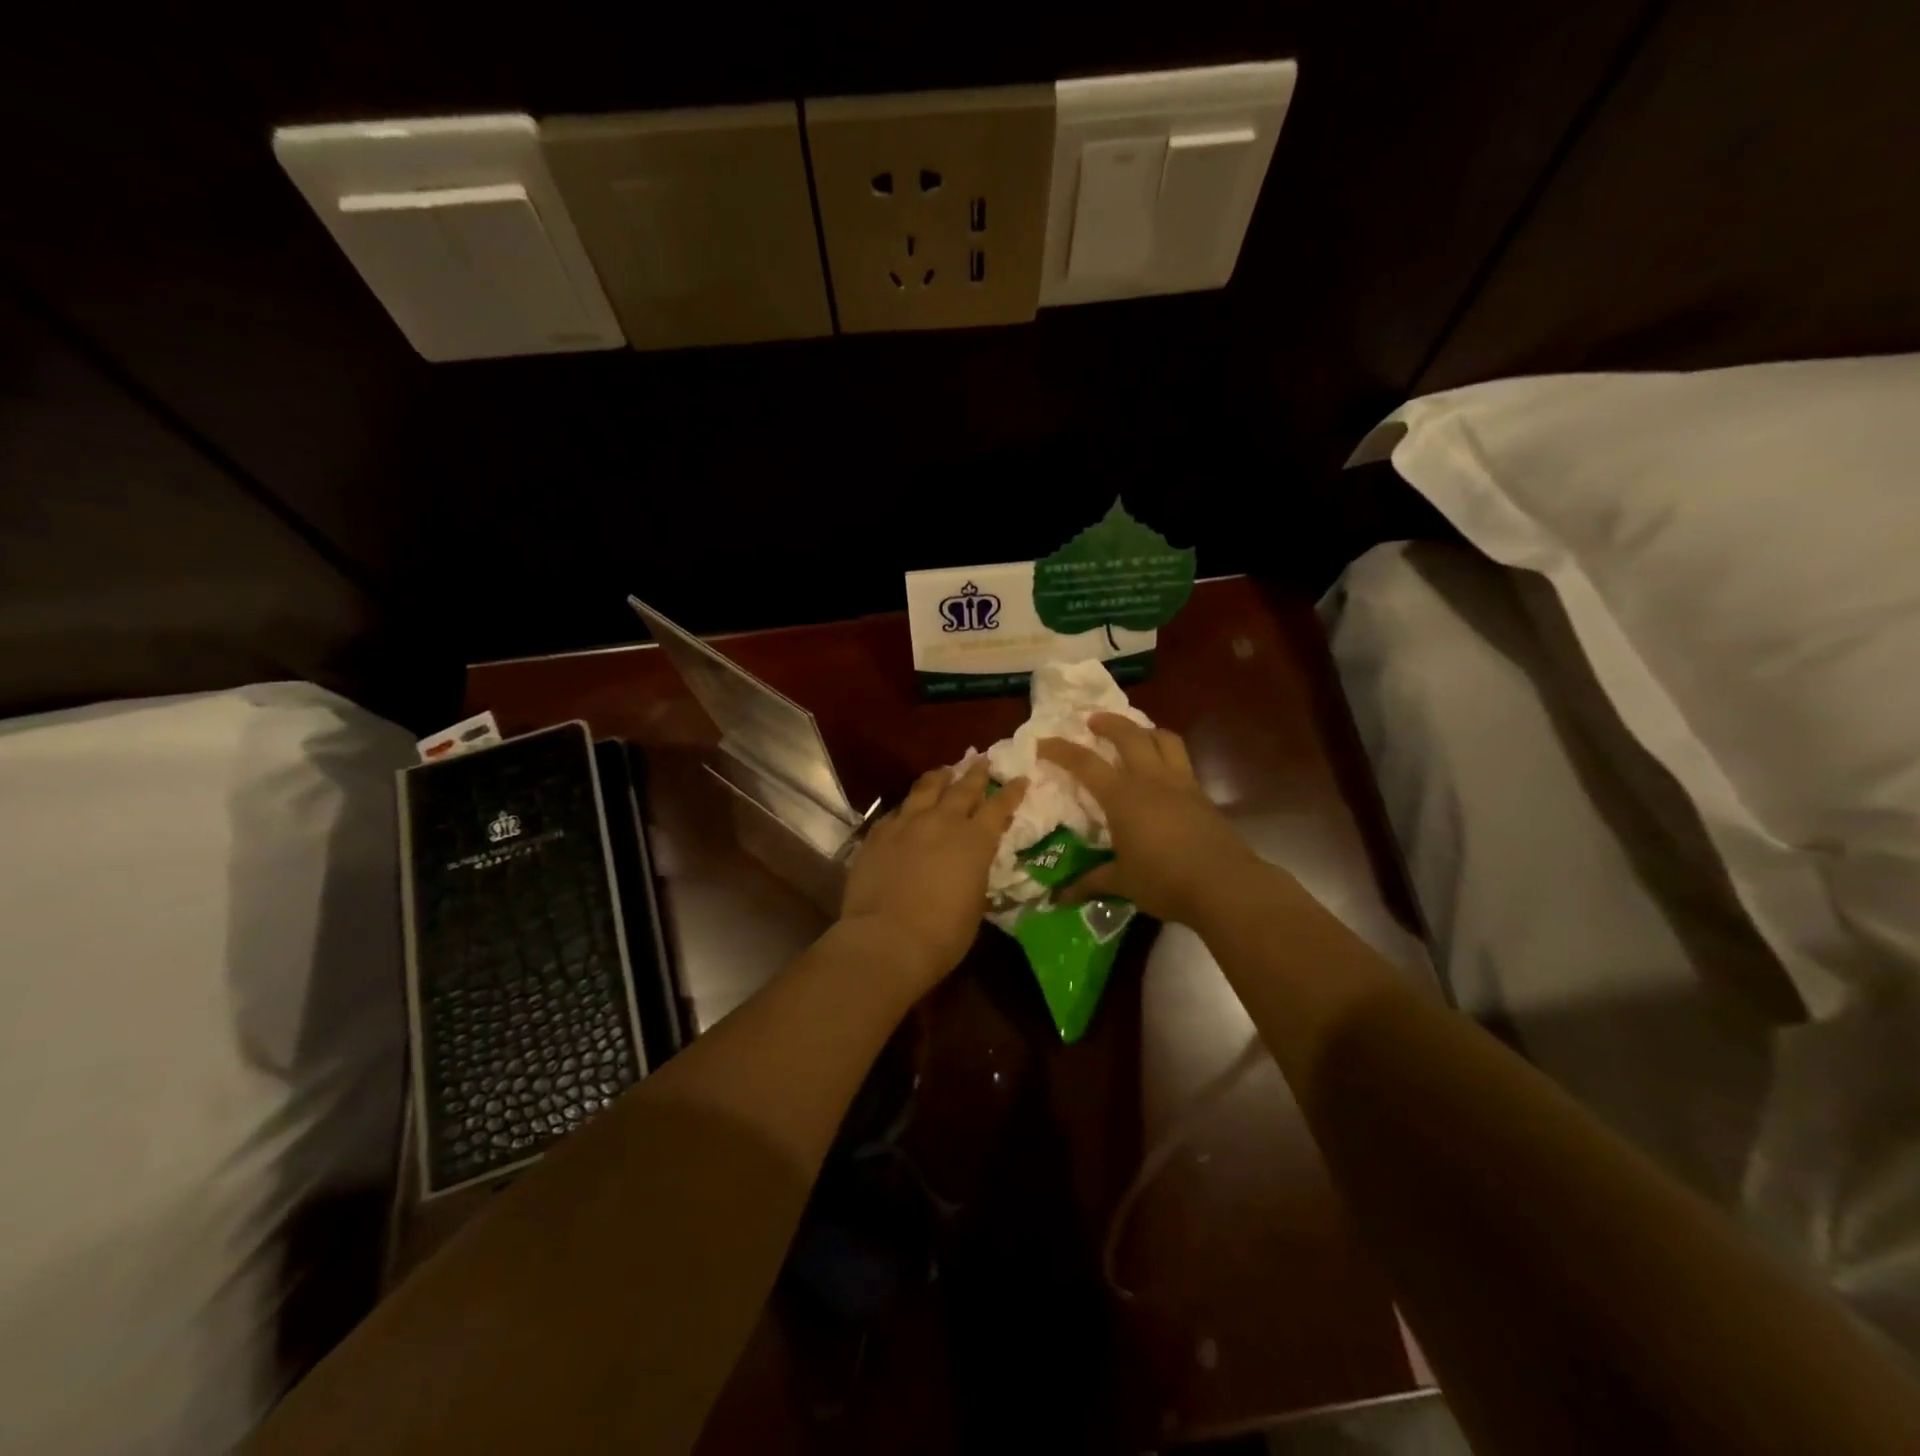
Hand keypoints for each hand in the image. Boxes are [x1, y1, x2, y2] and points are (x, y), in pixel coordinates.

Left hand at [840, 761, 1027, 994]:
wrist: (886, 939)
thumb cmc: (942, 934)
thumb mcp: (975, 903)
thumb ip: (975, 873)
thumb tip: (972, 865)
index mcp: (975, 841)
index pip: (998, 807)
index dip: (1011, 792)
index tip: (1019, 779)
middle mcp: (943, 822)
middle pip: (963, 788)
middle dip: (976, 773)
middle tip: (982, 760)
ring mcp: (907, 823)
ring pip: (926, 788)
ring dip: (940, 777)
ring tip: (945, 770)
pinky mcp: (878, 833)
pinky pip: (897, 810)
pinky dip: (909, 805)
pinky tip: (908, 807)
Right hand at [1036, 714, 1256, 925]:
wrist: (1224, 885)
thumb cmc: (1164, 880)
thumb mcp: (1122, 882)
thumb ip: (1091, 883)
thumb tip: (1058, 898)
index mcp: (1123, 796)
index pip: (1085, 764)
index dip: (1061, 750)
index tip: (1043, 742)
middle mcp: (1151, 780)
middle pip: (1129, 735)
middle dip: (1109, 722)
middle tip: (1093, 721)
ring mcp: (1181, 783)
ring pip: (1164, 739)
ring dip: (1145, 730)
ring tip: (1135, 735)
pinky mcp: (1202, 795)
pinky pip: (1182, 760)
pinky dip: (1167, 753)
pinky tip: (1162, 772)